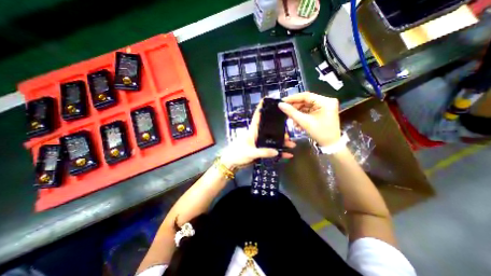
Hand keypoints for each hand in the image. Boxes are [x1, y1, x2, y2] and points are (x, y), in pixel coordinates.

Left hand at [219, 99, 294, 169]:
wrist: (233, 163)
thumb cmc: (238, 154)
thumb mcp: (250, 153)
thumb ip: (263, 152)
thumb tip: (277, 151)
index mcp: (253, 131)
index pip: (257, 117)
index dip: (261, 108)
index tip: (268, 99)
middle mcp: (258, 135)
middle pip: (270, 129)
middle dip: (280, 130)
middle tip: (289, 133)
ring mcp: (260, 142)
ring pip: (273, 139)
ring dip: (282, 142)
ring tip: (291, 144)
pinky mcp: (261, 150)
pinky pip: (272, 150)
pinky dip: (279, 152)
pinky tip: (287, 154)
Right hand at [278, 92, 339, 146]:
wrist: (330, 144)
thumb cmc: (320, 133)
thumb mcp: (304, 122)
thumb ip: (291, 112)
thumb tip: (280, 104)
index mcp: (325, 102)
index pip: (306, 96)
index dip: (293, 98)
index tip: (282, 101)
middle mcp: (326, 101)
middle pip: (306, 101)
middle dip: (295, 108)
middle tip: (285, 111)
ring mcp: (324, 106)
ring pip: (306, 106)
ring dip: (297, 113)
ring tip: (291, 120)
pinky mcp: (321, 111)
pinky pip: (308, 111)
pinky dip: (302, 115)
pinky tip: (297, 122)